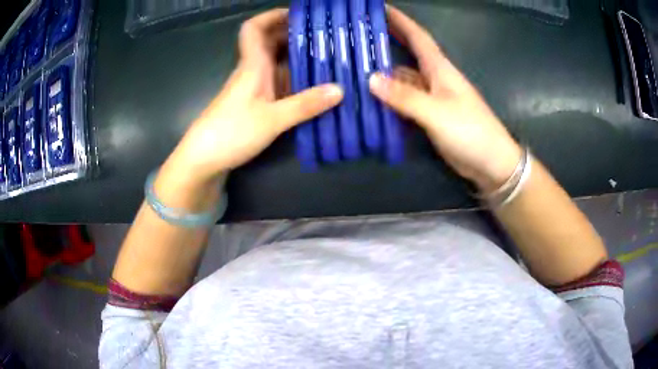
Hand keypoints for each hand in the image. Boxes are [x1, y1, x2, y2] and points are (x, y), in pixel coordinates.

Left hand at [165, 9, 343, 186]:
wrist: (203, 159)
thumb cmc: (231, 132)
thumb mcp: (272, 119)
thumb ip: (305, 104)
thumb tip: (340, 90)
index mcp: (252, 65)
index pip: (254, 28)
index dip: (272, 16)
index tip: (298, 14)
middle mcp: (252, 70)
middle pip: (269, 42)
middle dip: (294, 34)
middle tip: (324, 36)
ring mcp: (253, 88)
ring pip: (275, 62)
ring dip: (297, 56)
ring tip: (326, 56)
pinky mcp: (254, 103)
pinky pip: (277, 82)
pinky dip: (294, 79)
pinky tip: (312, 85)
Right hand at [369, 6, 521, 192]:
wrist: (491, 163)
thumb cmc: (471, 131)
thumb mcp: (437, 112)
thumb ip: (405, 97)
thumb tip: (371, 80)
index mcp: (439, 69)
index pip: (418, 36)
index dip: (400, 20)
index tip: (379, 8)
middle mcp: (434, 79)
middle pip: (405, 56)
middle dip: (384, 44)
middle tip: (356, 40)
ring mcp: (431, 99)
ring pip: (402, 81)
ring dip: (382, 76)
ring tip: (354, 72)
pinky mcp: (429, 117)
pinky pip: (404, 103)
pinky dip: (389, 101)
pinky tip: (371, 103)